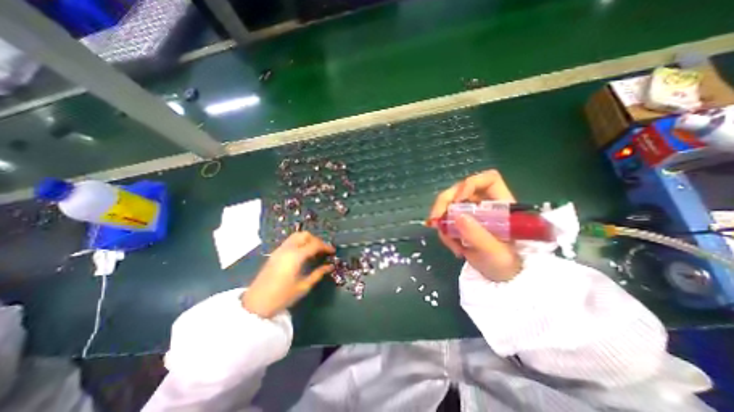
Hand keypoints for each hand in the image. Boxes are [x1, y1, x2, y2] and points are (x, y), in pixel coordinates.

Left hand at [243, 232, 334, 318]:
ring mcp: (279, 250)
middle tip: (323, 250)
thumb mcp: (303, 286)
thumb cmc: (281, 297)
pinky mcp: (275, 253)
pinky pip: (290, 241)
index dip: (326, 246)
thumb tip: (330, 266)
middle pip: (305, 235)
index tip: (333, 251)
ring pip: (297, 236)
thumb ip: (318, 274)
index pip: (314, 244)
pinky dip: (300, 242)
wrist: (255, 303)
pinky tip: (303, 254)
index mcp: (296, 256)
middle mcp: (287, 249)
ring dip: (308, 239)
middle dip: (316, 240)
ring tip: (314, 250)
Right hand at [429, 169, 523, 281]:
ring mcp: (470, 212)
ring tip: (450, 243)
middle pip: (459, 189)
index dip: (470, 184)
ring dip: (442, 221)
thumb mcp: (494, 253)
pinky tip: (452, 245)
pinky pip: (444, 218)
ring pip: (448, 204)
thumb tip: (456, 215)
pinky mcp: (460, 221)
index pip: (488, 179)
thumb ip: (477, 234)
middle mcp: (483, 204)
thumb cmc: (506, 265)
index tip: (458, 201)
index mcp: (500, 205)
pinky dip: (443, 230)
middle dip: (444, 203)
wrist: (499, 277)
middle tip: (435, 220)